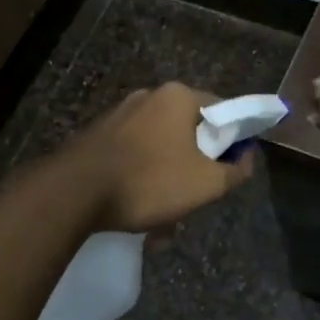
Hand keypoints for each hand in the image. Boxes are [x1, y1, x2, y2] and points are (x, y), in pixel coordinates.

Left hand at [76, 82, 256, 233]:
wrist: (72, 193)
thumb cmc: (149, 181)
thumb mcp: (206, 184)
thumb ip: (236, 171)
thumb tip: (247, 158)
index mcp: (178, 97)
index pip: (223, 111)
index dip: (235, 140)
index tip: (232, 169)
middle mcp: (149, 97)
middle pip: (190, 133)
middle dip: (196, 169)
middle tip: (196, 200)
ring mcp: (120, 115)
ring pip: (161, 150)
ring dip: (169, 183)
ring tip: (163, 223)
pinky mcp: (98, 136)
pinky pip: (134, 158)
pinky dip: (142, 182)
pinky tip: (139, 215)